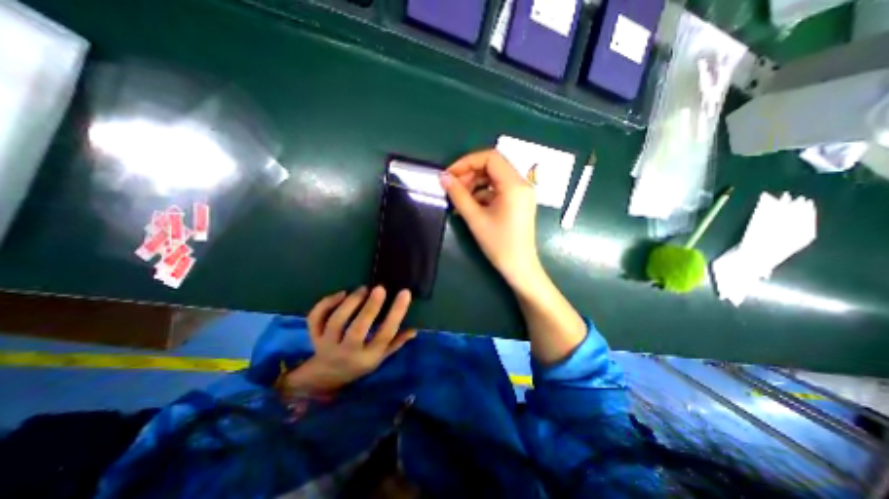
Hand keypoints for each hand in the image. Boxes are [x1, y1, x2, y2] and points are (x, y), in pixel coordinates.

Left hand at [285, 287, 416, 395]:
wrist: (326, 376)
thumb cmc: (359, 364)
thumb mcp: (380, 358)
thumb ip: (396, 343)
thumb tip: (414, 330)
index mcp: (367, 357)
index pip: (385, 335)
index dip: (396, 313)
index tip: (405, 293)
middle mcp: (347, 352)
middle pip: (358, 329)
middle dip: (370, 307)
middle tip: (380, 288)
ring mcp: (327, 344)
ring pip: (336, 321)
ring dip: (350, 302)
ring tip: (363, 289)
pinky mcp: (314, 336)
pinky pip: (316, 318)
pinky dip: (326, 303)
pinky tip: (341, 293)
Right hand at [442, 149, 546, 290]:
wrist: (520, 267)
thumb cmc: (499, 244)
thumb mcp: (475, 218)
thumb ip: (458, 195)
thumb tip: (443, 177)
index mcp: (514, 185)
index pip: (489, 157)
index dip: (466, 162)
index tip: (450, 175)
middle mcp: (521, 183)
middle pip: (492, 166)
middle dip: (469, 174)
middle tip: (453, 189)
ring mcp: (521, 193)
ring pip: (494, 178)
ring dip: (475, 184)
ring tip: (459, 200)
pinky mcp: (518, 202)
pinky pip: (498, 189)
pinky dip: (483, 194)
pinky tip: (470, 207)